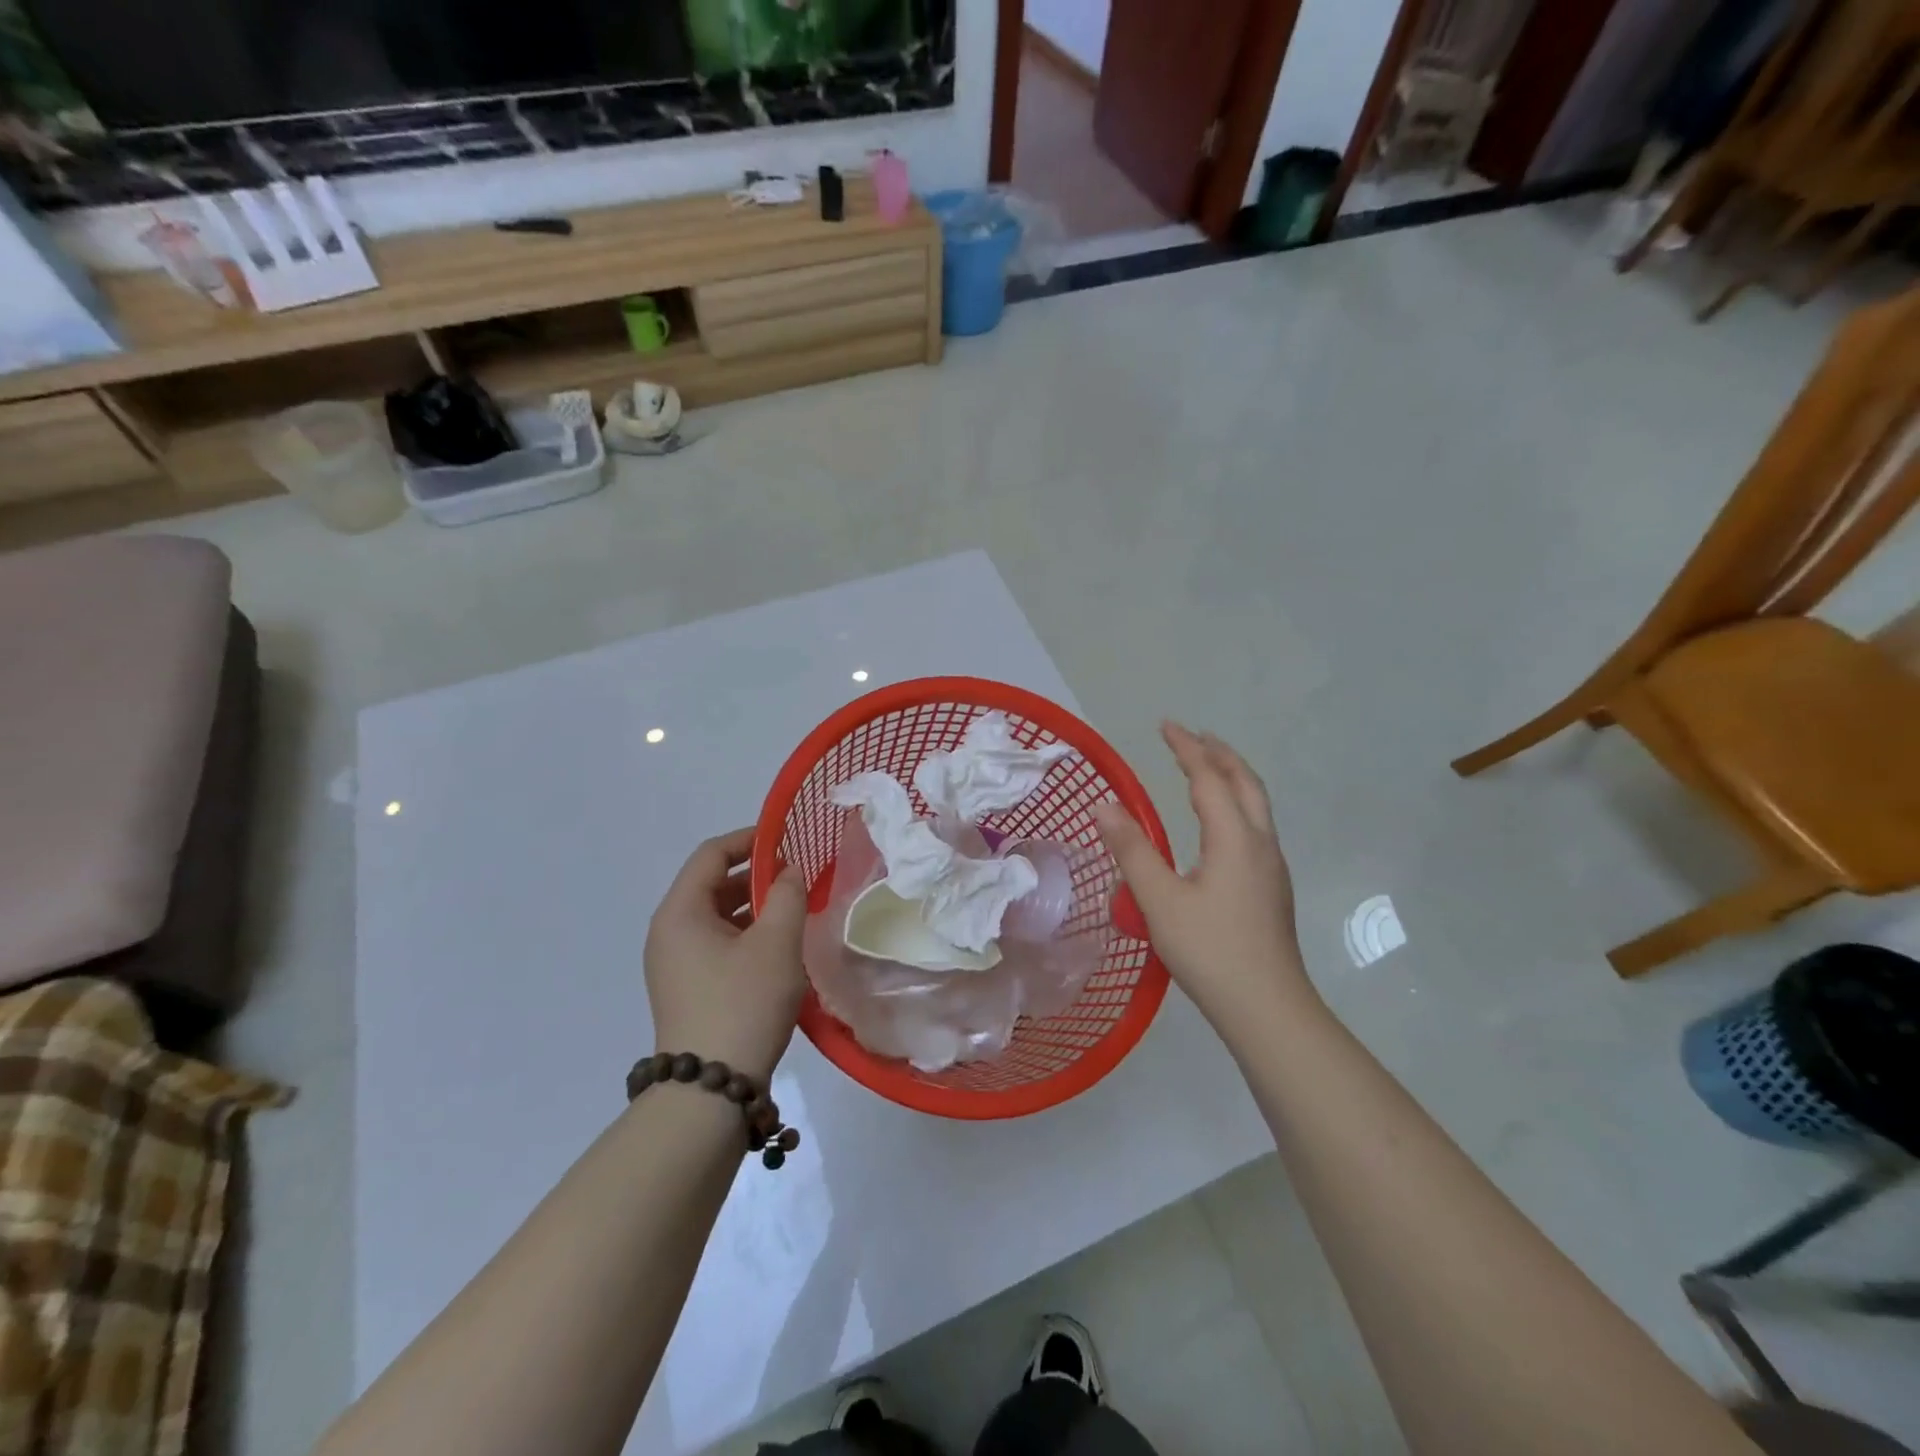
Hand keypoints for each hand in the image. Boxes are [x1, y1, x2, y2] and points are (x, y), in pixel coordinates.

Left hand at [644, 828, 807, 1082]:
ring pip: (717, 916)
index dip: (750, 840)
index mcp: (680, 913)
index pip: (711, 854)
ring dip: (754, 906)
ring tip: (794, 909)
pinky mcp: (687, 988)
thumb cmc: (743, 1003)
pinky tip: (778, 946)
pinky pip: (717, 944)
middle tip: (798, 877)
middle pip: (712, 884)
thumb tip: (790, 871)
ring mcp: (675, 963)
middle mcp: (669, 932)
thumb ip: (787, 895)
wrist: (712, 1091)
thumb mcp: (776, 943)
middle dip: (756, 875)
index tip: (788, 840)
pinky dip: (746, 934)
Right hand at [1092, 723, 1311, 1033]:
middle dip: (1219, 753)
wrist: (1267, 1007)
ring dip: (1231, 777)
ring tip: (1207, 767)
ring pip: (1256, 804)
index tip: (1165, 725)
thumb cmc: (1210, 950)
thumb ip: (1132, 850)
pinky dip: (1236, 803)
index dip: (1186, 748)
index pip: (1209, 778)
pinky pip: (1255, 825)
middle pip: (1245, 783)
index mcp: (1234, 838)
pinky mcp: (1271, 887)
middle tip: (1192, 736)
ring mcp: (1271, 866)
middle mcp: (1260, 843)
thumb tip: (1104, 806)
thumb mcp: (1160, 900)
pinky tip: (1219, 823)